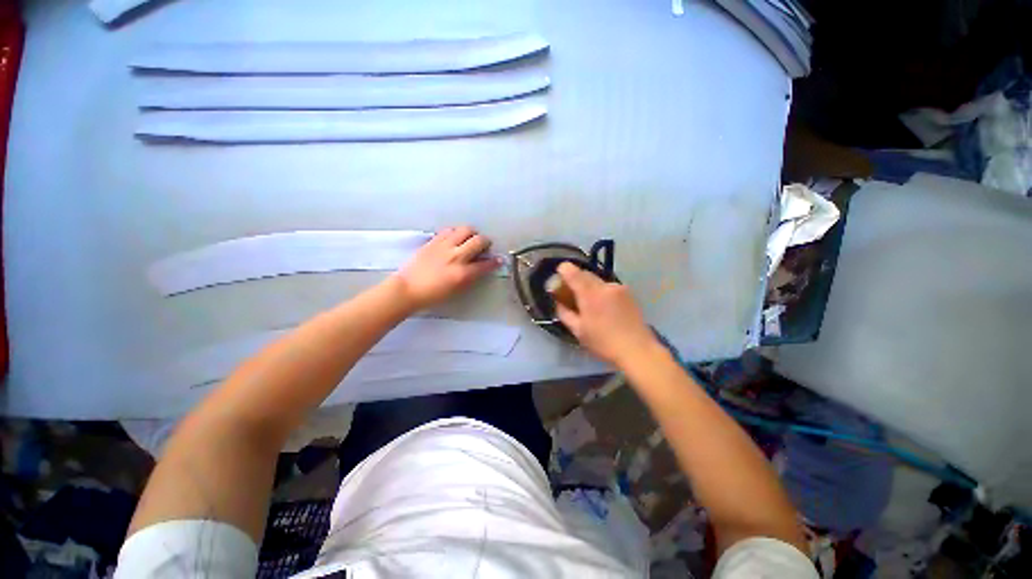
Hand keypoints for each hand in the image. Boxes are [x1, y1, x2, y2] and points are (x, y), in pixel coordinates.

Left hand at [391, 226, 501, 310]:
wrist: (408, 289)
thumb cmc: (433, 295)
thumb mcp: (457, 289)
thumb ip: (470, 277)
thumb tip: (480, 267)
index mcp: (463, 273)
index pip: (485, 264)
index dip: (495, 262)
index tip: (499, 260)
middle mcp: (456, 256)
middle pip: (478, 241)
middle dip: (485, 242)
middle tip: (484, 246)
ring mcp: (444, 246)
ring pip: (465, 230)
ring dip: (472, 233)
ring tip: (469, 239)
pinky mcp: (434, 241)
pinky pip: (449, 230)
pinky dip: (456, 232)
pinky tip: (454, 239)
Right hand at [555, 262, 658, 365]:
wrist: (637, 350)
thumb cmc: (603, 342)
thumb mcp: (578, 331)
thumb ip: (564, 313)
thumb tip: (558, 302)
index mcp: (590, 294)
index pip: (572, 271)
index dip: (563, 271)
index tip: (558, 278)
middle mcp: (604, 285)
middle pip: (585, 273)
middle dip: (575, 280)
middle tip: (571, 294)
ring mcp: (618, 287)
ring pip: (597, 280)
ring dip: (589, 287)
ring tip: (590, 304)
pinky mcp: (628, 292)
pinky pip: (608, 287)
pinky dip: (602, 292)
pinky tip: (604, 308)